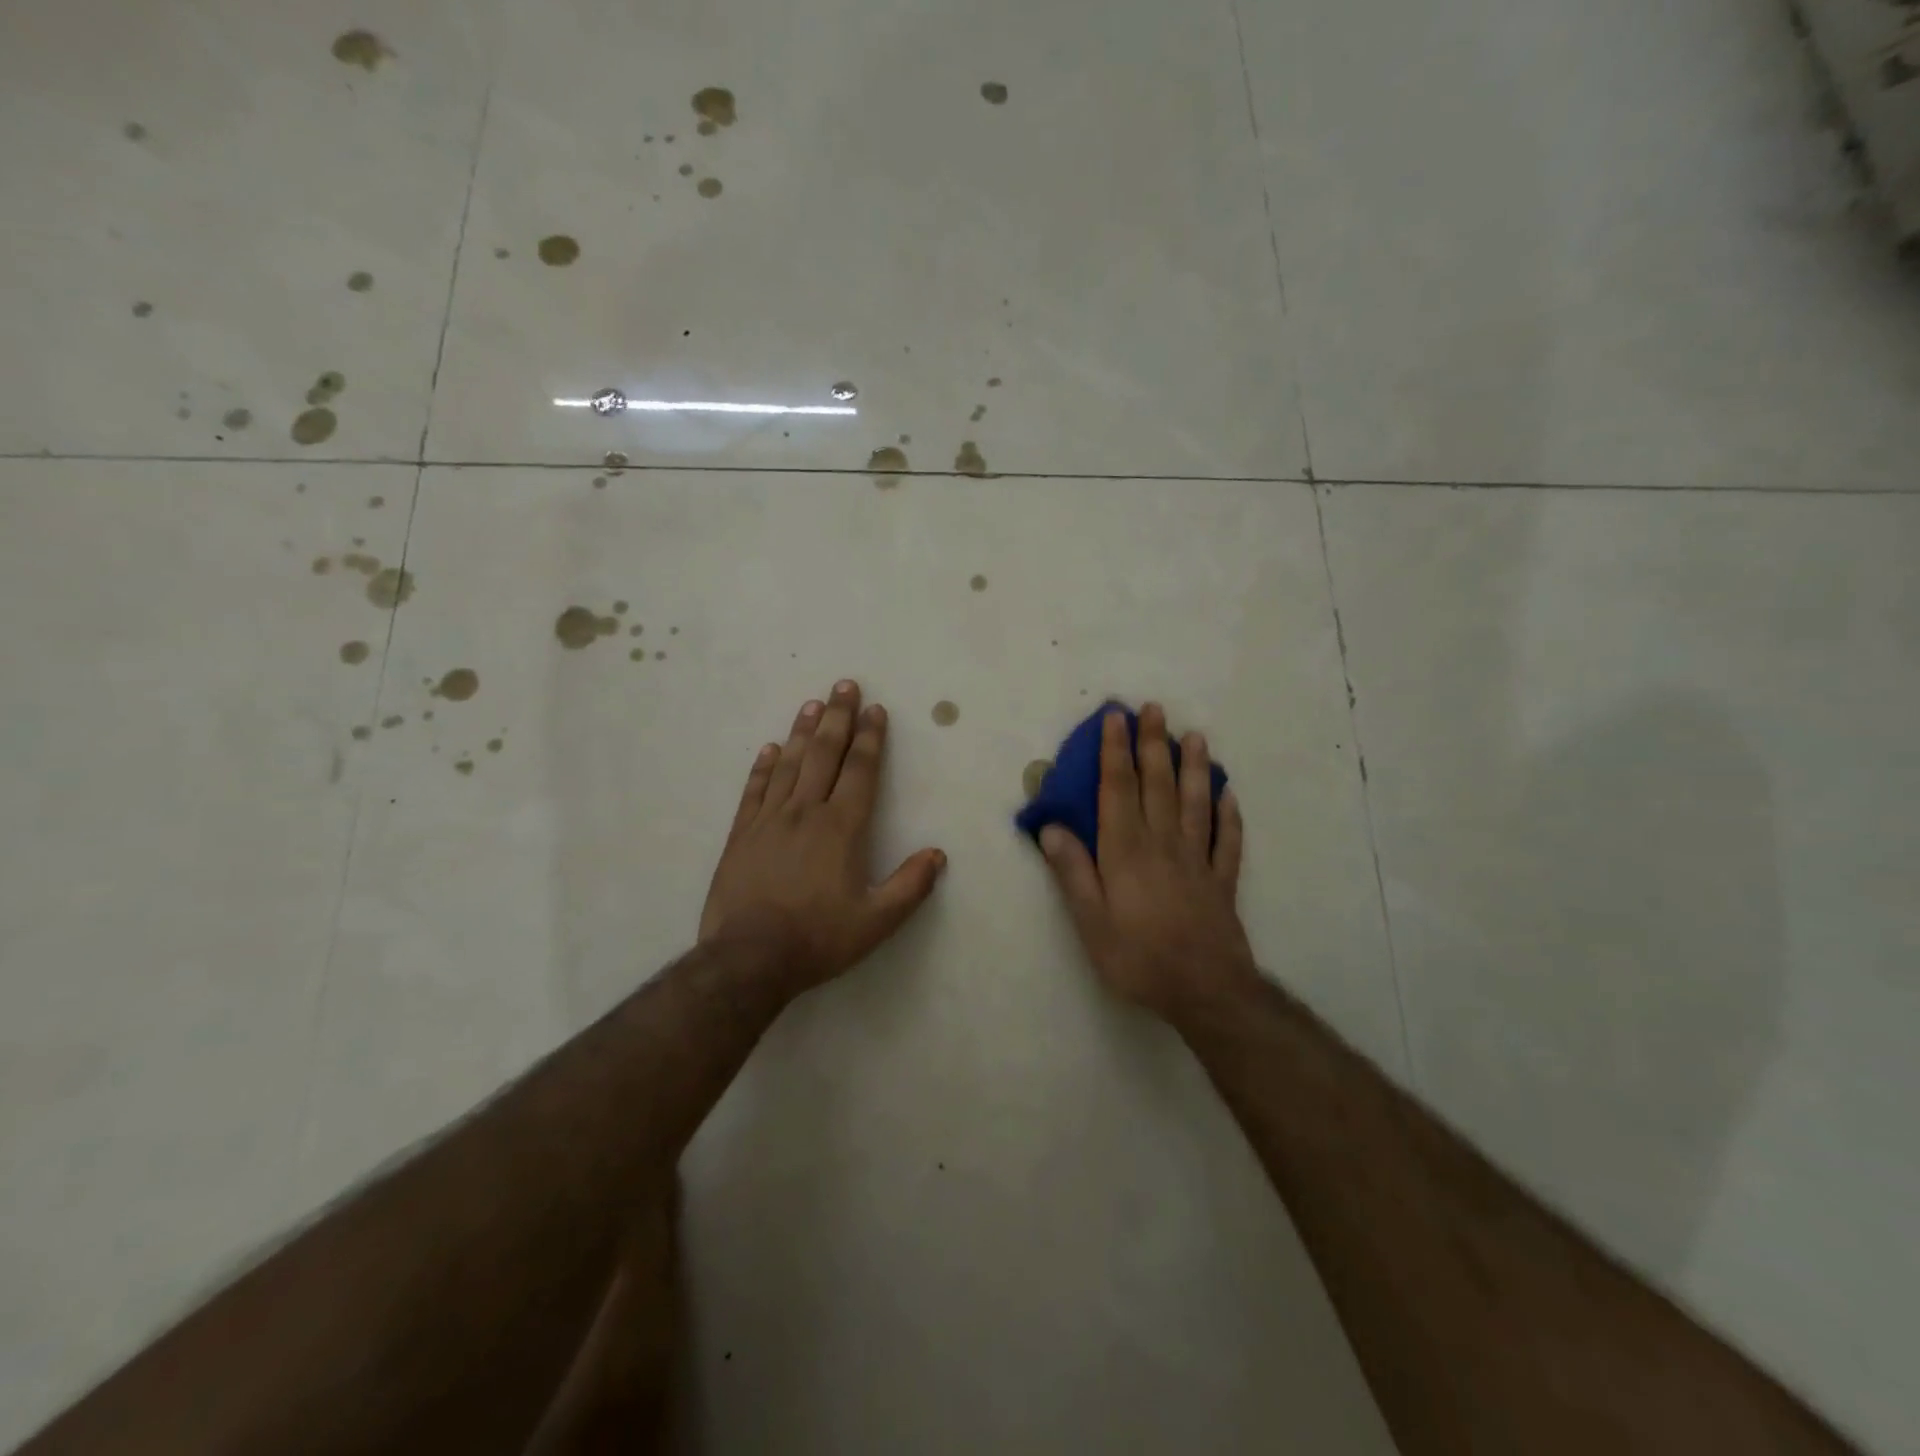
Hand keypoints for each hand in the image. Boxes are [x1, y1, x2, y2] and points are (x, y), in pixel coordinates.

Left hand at [700, 680, 945, 993]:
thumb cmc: (818, 938)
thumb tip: (937, 854)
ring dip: (803, 732)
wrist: (749, 958)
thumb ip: (910, 885)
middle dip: (838, 717)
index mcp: (841, 827)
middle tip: (844, 685)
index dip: (870, 737)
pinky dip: (764, 766)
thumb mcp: (877, 921)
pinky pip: (754, 790)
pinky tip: (770, 748)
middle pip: (825, 754)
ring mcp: (769, 820)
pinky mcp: (741, 834)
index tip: (875, 709)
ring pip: (790, 764)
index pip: (860, 770)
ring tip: (813, 704)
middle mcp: (806, 812)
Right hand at [1038, 704, 1257, 1020]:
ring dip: (1195, 767)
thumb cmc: (1138, 957)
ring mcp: (1198, 860)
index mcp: (1126, 851)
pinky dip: (1229, 815)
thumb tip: (1050, 828)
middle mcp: (1163, 844)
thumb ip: (1072, 871)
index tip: (1115, 718)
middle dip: (1153, 744)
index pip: (1119, 789)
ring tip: (1195, 736)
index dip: (1115, 751)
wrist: (1204, 990)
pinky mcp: (1222, 880)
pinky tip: (1230, 795)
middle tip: (1155, 709)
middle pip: (1158, 785)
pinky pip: (1227, 840)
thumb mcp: (1090, 921)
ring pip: (1196, 802)